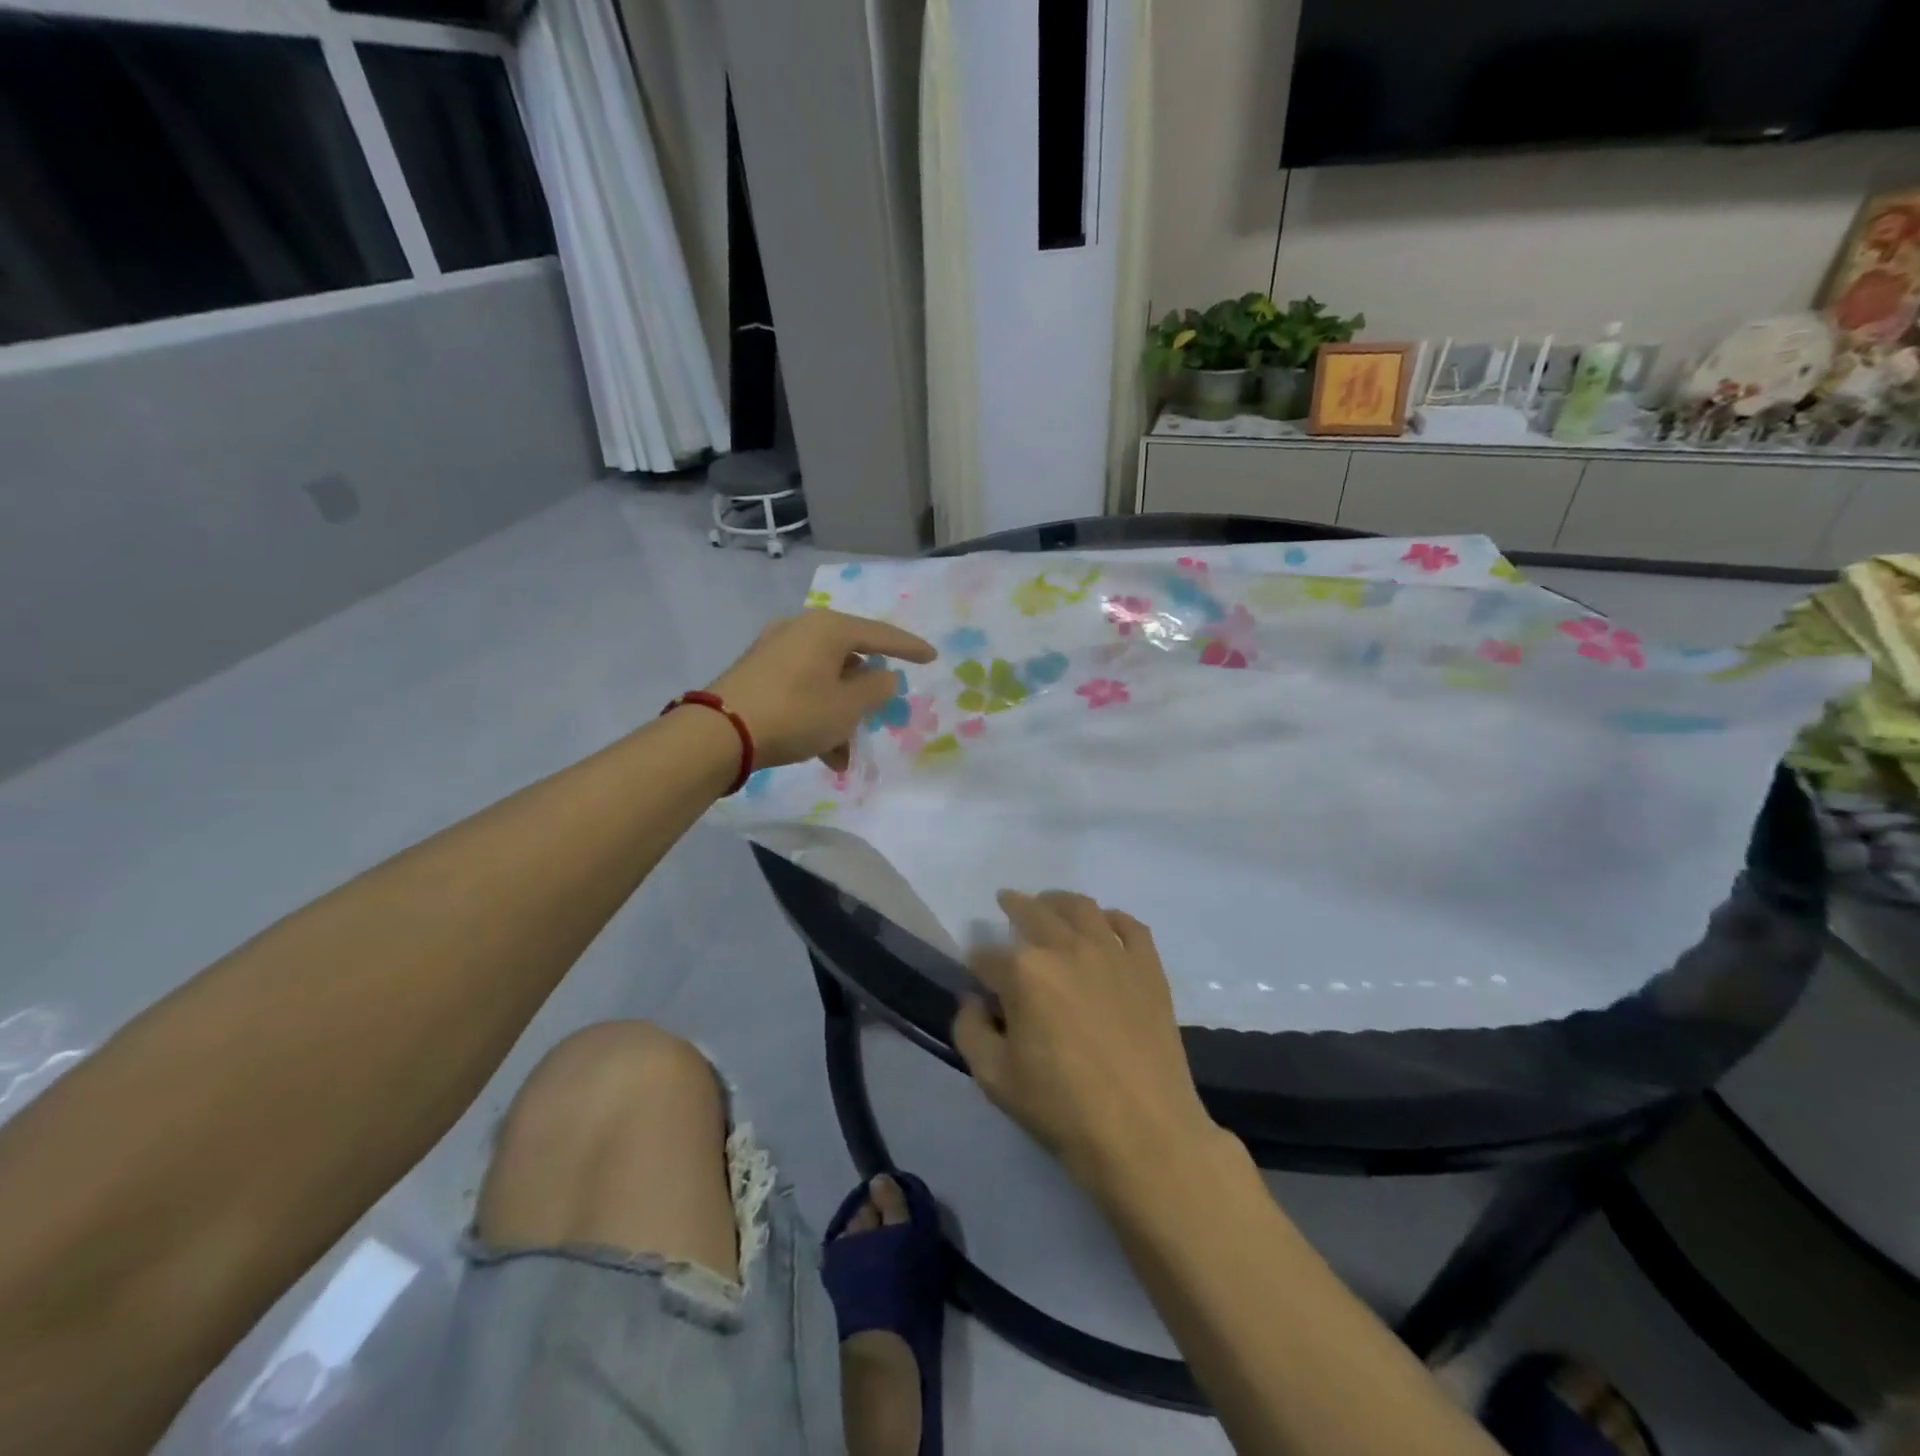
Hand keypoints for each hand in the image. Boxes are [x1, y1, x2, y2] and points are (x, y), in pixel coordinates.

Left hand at [706, 609, 935, 771]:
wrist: (720, 732)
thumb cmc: (796, 713)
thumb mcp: (848, 706)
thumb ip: (877, 688)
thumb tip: (883, 676)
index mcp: (828, 628)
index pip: (881, 634)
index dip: (909, 648)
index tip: (932, 657)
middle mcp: (801, 629)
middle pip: (850, 659)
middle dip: (864, 696)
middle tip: (877, 714)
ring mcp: (775, 649)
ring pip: (825, 680)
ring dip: (840, 715)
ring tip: (844, 754)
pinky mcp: (757, 672)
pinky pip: (802, 690)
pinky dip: (817, 715)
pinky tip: (822, 752)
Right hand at [952, 892, 1225, 1201]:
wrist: (1144, 1133)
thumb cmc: (1062, 1108)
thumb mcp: (995, 1078)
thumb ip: (970, 1030)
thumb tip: (974, 1000)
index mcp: (1024, 972)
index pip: (987, 956)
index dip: (977, 965)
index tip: (978, 976)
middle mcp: (1066, 947)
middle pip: (1032, 911)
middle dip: (1013, 906)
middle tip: (1006, 903)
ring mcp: (1112, 952)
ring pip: (1080, 907)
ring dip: (1058, 901)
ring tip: (1050, 903)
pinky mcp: (1147, 966)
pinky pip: (1129, 925)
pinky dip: (1111, 918)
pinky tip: (1104, 924)